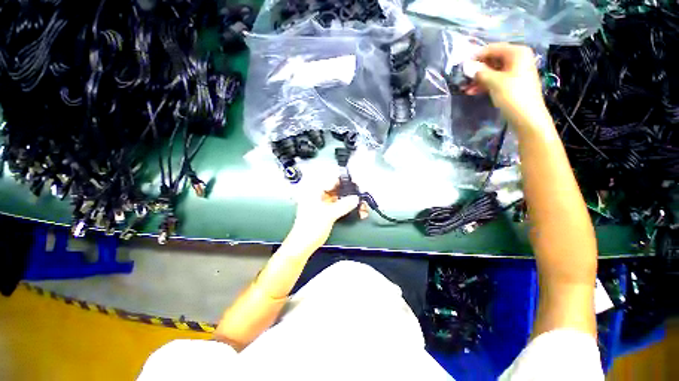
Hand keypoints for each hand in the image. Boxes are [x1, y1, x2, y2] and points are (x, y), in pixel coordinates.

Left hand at [287, 184, 363, 250]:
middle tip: (360, 195)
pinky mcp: (326, 211)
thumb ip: (343, 205)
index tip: (356, 184)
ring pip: (339, 197)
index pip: (332, 180)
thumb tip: (355, 198)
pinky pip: (339, 205)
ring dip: (350, 200)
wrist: (303, 245)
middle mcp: (317, 195)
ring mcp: (322, 203)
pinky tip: (356, 210)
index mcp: (314, 192)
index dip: (345, 181)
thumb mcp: (328, 214)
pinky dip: (347, 207)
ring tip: (360, 205)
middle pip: (337, 188)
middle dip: (350, 192)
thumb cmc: (308, 229)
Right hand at [466, 43, 548, 130]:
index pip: (493, 48)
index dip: (477, 55)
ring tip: (464, 87)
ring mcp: (515, 72)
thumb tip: (466, 66)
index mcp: (517, 53)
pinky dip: (484, 84)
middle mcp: (517, 59)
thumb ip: (480, 72)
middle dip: (477, 69)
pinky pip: (495, 80)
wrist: (527, 117)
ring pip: (492, 71)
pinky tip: (472, 91)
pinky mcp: (512, 83)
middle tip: (462, 77)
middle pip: (493, 60)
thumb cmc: (513, 95)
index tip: (462, 64)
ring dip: (478, 79)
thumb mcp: (494, 82)